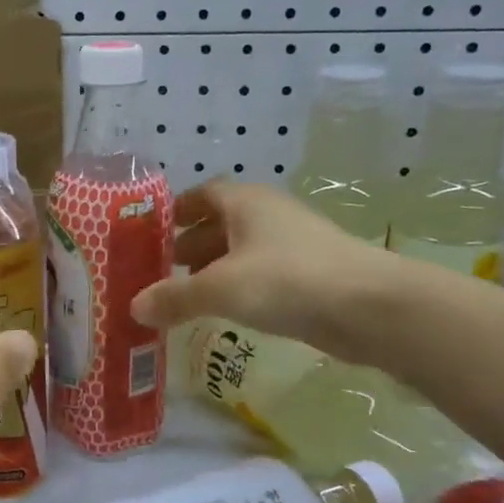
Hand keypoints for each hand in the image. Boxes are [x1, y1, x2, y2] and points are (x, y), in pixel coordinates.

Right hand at [129, 181, 405, 364]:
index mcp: (246, 202)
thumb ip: (174, 297)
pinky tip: (225, 309)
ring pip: (242, 250)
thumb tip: (134, 307)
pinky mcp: (309, 275)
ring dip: (213, 266)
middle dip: (190, 242)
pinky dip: (238, 285)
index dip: (176, 209)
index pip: (203, 193)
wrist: (369, 307)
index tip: (151, 230)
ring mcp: (292, 244)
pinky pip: (261, 274)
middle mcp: (268, 215)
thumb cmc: (286, 280)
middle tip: (160, 267)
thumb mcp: (219, 288)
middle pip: (220, 222)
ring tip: (185, 292)